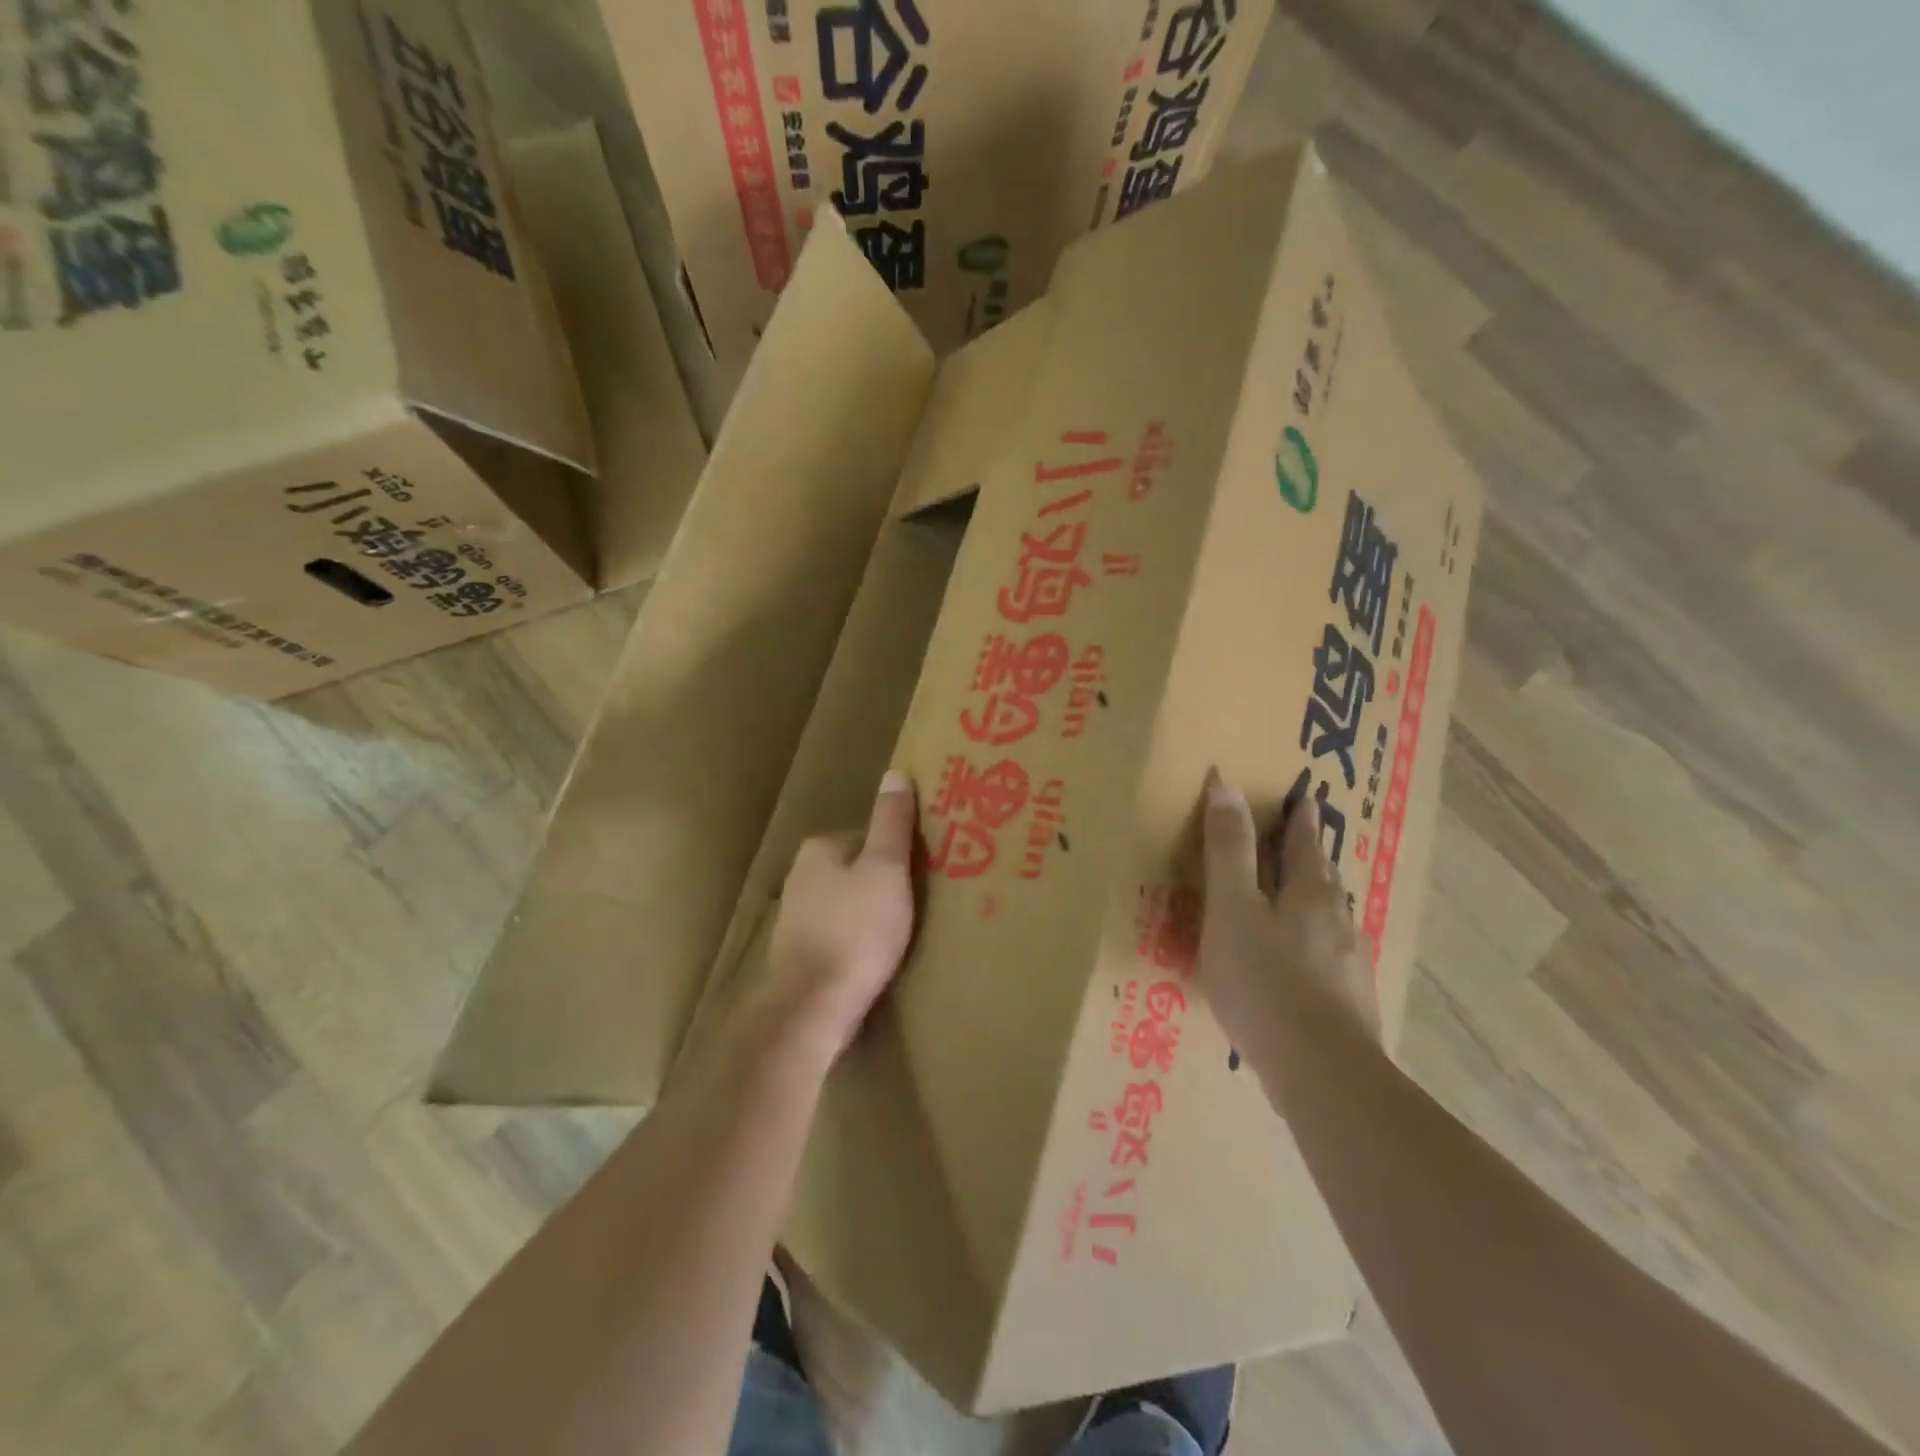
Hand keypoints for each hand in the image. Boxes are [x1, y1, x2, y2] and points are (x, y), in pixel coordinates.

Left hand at [759, 771, 918, 1062]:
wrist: (812, 1006)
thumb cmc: (856, 930)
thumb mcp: (886, 869)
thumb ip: (892, 822)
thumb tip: (895, 773)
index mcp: (820, 848)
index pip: (869, 837)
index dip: (899, 854)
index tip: (922, 875)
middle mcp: (801, 875)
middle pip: (858, 870)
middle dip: (884, 884)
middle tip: (916, 907)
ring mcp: (797, 916)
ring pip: (848, 903)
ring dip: (871, 914)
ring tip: (900, 936)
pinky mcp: (799, 951)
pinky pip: (839, 933)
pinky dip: (858, 939)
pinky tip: (875, 958)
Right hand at [1197, 773, 1380, 1070]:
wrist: (1321, 1074)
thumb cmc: (1265, 979)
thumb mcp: (1232, 907)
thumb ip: (1227, 849)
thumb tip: (1226, 784)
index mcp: (1311, 892)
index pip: (1305, 842)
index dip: (1300, 819)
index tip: (1304, 798)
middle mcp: (1338, 920)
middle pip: (1323, 878)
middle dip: (1309, 857)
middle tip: (1297, 842)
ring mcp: (1349, 964)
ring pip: (1329, 919)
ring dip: (1311, 901)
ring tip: (1292, 900)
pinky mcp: (1349, 1003)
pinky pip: (1327, 957)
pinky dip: (1310, 945)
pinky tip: (1297, 965)